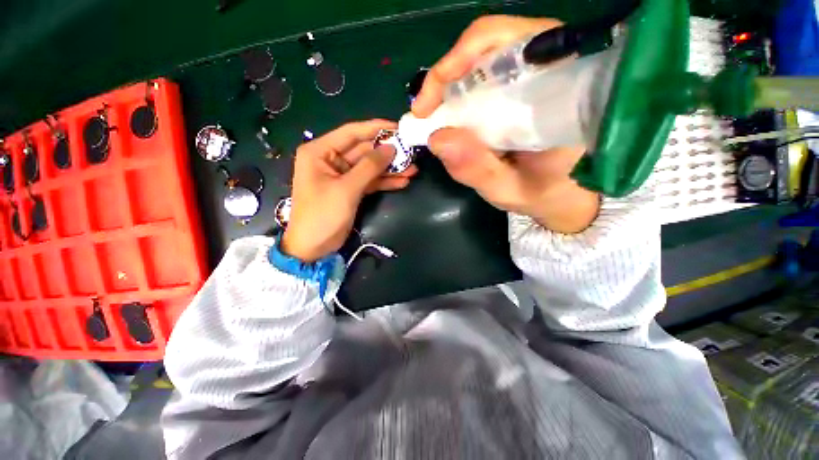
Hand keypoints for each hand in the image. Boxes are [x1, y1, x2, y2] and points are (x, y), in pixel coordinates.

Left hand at [281, 120, 416, 261]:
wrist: (313, 247)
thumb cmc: (323, 214)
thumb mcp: (346, 189)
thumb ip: (369, 167)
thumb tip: (391, 148)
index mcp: (320, 151)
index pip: (351, 133)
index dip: (376, 129)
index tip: (399, 127)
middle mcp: (331, 159)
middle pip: (363, 150)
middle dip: (387, 153)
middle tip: (411, 152)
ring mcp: (342, 176)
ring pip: (369, 167)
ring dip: (390, 169)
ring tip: (413, 169)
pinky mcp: (351, 189)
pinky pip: (370, 181)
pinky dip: (385, 182)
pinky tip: (402, 181)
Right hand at [413, 15, 599, 233]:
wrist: (564, 192)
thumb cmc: (543, 192)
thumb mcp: (509, 189)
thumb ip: (477, 169)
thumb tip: (436, 138)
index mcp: (560, 84)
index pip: (507, 44)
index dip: (459, 63)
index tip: (428, 106)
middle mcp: (551, 64)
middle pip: (490, 42)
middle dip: (448, 75)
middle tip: (425, 113)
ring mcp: (536, 69)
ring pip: (484, 54)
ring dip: (452, 84)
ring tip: (434, 116)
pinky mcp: (523, 82)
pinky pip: (485, 72)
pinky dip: (460, 92)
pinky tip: (451, 116)